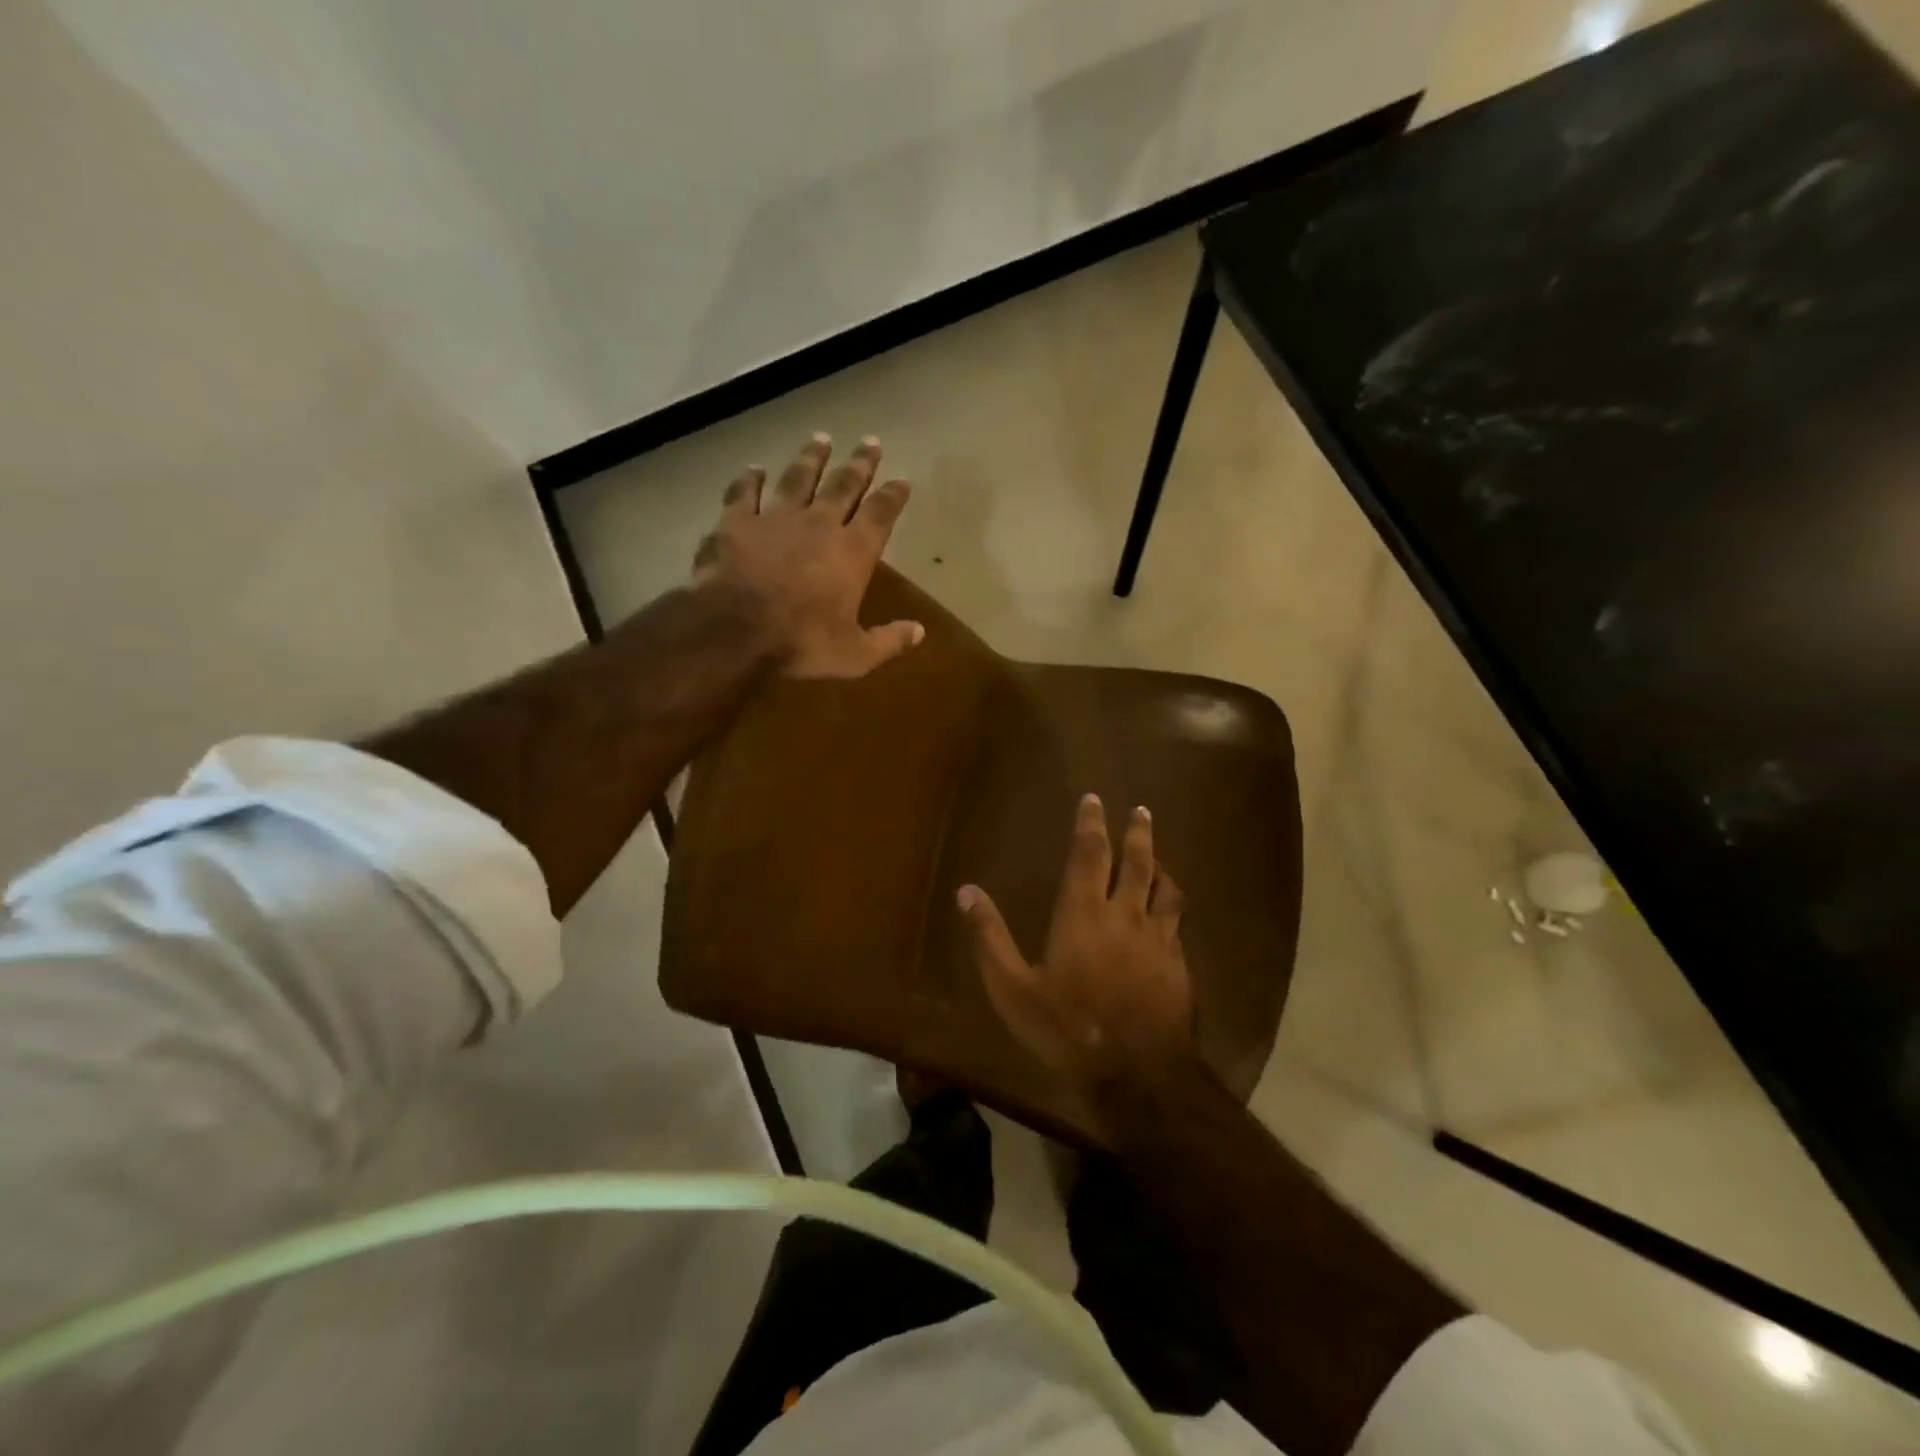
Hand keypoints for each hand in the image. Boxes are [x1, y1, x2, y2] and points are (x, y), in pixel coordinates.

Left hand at [694, 433, 922, 678]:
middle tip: (870, 441)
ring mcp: (776, 518)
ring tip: (821, 439)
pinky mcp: (737, 522)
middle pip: (844, 485)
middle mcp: (819, 525)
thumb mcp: (855, 655)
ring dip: (811, 459)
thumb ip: (889, 641)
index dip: (893, 496)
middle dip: (859, 464)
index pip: (881, 515)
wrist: (735, 629)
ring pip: (798, 478)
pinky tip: (754, 468)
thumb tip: (920, 632)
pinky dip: (749, 479)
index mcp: (852, 553)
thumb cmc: (802, 642)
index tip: (902, 479)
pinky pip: (744, 493)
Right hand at [958, 794, 1197, 1138]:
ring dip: (1161, 866)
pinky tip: (1169, 916)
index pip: (1089, 854)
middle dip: (1137, 832)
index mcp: (1083, 913)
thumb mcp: (1013, 989)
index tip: (1094, 799)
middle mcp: (1125, 915)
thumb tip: (967, 891)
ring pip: (1166, 889)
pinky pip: (1177, 924)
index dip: (1090, 824)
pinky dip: (1171, 909)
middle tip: (1142, 810)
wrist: (1138, 1075)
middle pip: (1136, 862)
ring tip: (1160, 856)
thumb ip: (989, 938)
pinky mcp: (1179, 966)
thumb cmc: (1068, 1028)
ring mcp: (1158, 940)